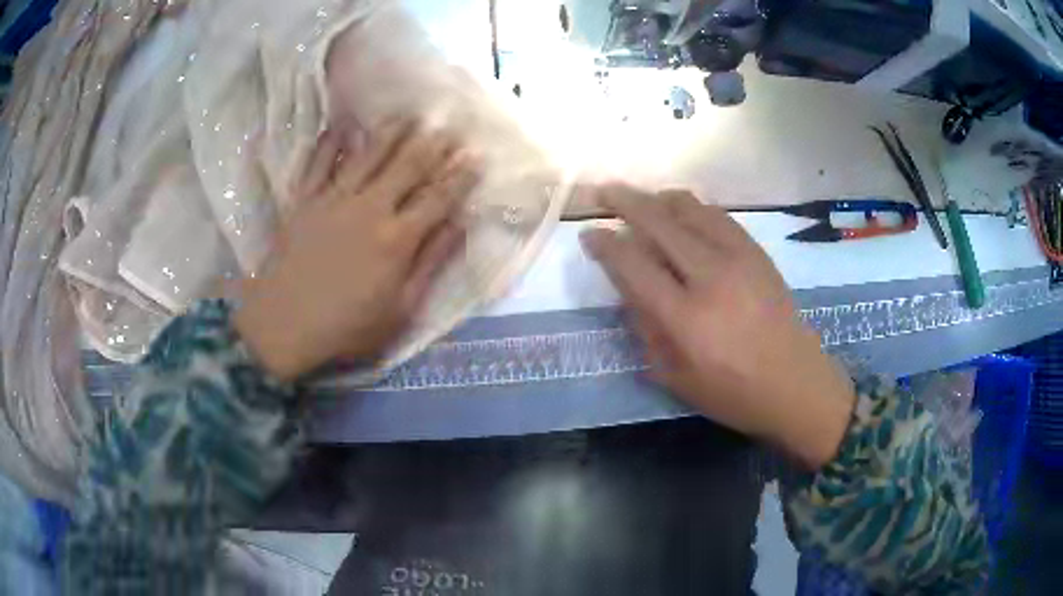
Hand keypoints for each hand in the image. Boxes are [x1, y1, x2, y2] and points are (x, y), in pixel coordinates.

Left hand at [236, 120, 476, 381]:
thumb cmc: (347, 326)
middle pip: (407, 166)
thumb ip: (431, 263)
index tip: (476, 154)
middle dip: (432, 144)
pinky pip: (320, 162)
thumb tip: (460, 224)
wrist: (283, 325)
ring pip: (368, 155)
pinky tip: (343, 126)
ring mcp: (334, 199)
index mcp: (398, 239)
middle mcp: (370, 208)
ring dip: (392, 132)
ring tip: (409, 114)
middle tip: (448, 124)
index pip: (438, 197)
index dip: (460, 175)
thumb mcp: (401, 309)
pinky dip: (332, 142)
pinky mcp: (304, 200)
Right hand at [580, 185, 854, 469]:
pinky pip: (717, 215)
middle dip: (624, 201)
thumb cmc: (732, 393)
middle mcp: (710, 277)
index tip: (589, 233)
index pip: (634, 265)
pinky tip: (682, 213)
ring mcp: (738, 258)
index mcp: (685, 318)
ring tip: (642, 200)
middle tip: (603, 193)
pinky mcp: (757, 253)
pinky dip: (692, 208)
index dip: (606, 244)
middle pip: (659, 222)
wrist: (795, 384)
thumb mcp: (675, 376)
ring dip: (659, 199)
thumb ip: (646, 329)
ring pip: (690, 208)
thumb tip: (628, 286)